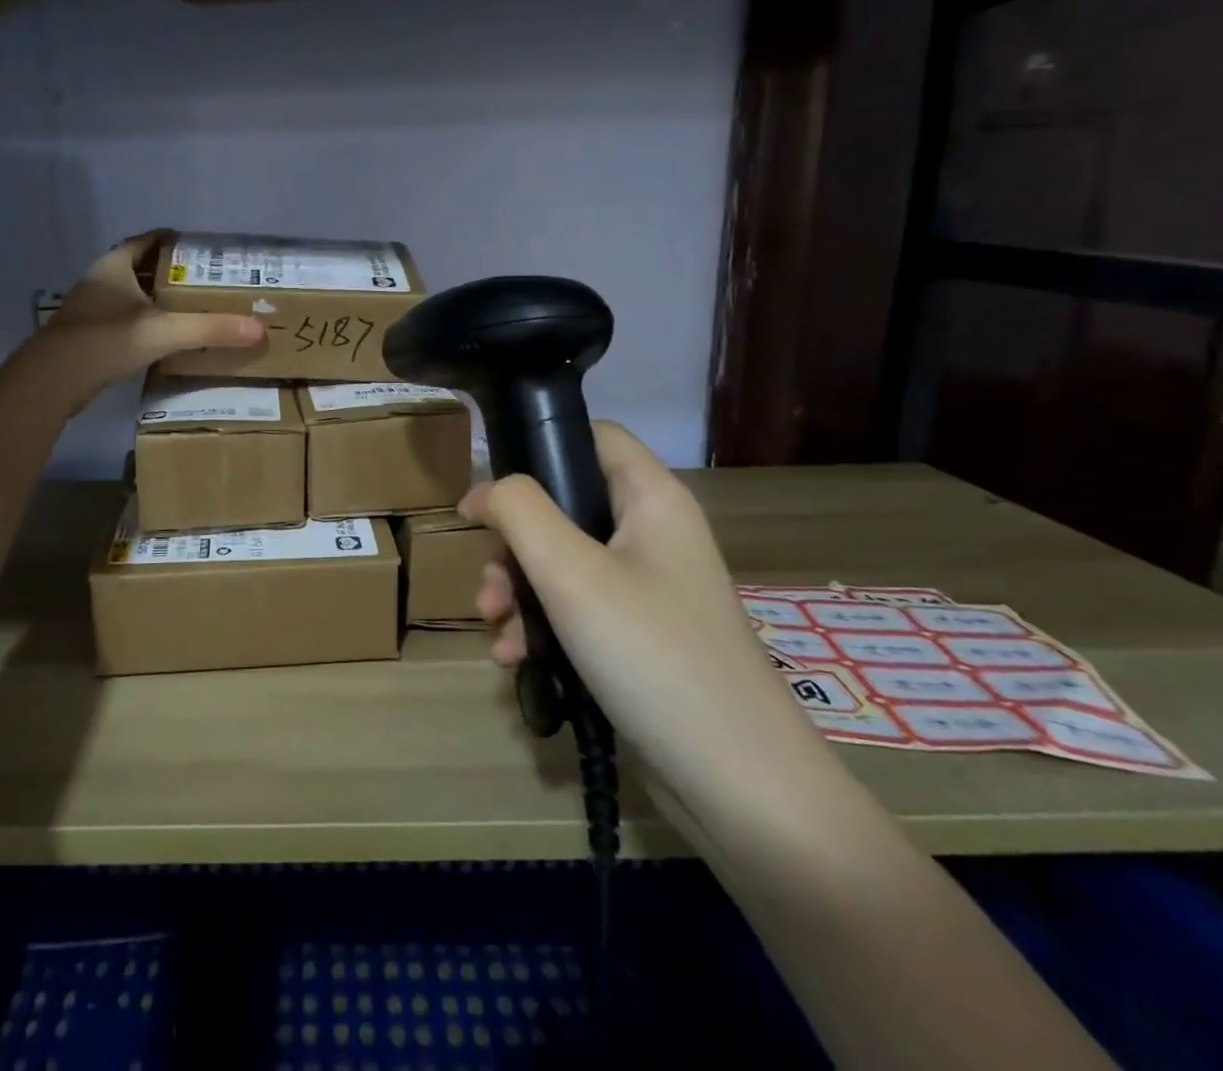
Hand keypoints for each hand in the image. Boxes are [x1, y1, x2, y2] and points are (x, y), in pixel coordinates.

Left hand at [13, 232, 262, 413]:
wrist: (53, 380)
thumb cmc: (107, 340)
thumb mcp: (165, 331)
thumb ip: (210, 329)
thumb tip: (257, 328)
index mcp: (114, 266)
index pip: (145, 241)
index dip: (170, 240)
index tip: (197, 248)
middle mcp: (98, 281)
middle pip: (137, 267)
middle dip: (167, 272)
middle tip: (201, 281)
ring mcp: (88, 309)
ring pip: (127, 295)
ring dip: (153, 299)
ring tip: (186, 308)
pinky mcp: (84, 336)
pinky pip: (119, 320)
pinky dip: (140, 322)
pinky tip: (159, 337)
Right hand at [463, 422, 842, 840]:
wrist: (740, 787)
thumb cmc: (653, 655)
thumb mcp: (570, 573)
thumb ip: (518, 511)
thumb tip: (482, 490)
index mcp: (651, 500)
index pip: (593, 436)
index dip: (538, 447)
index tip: (490, 490)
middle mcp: (651, 535)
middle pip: (563, 507)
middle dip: (512, 545)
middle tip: (488, 583)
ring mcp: (647, 590)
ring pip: (560, 563)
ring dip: (517, 592)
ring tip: (496, 630)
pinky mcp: (638, 638)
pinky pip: (575, 611)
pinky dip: (539, 628)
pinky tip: (515, 661)